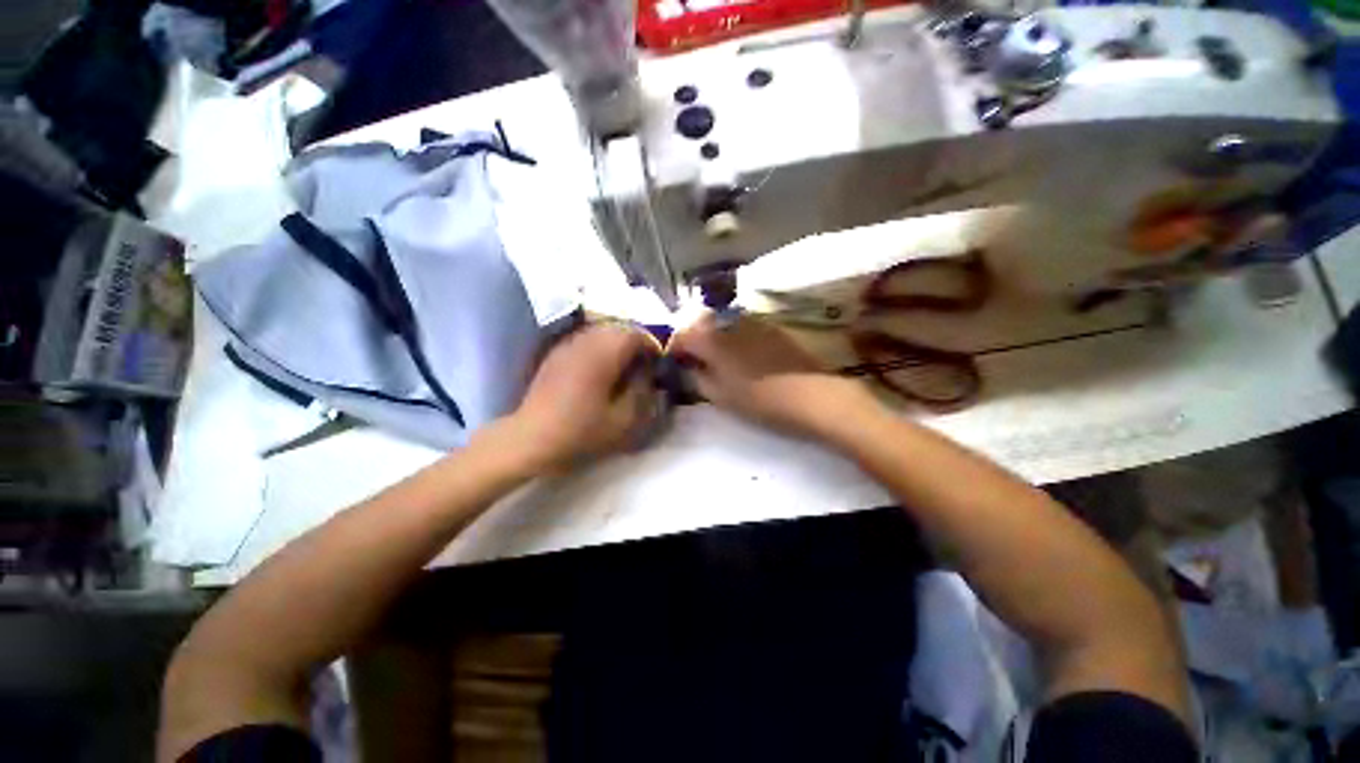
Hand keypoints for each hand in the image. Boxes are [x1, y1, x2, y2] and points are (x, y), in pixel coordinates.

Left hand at [511, 322, 662, 469]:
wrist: (531, 438)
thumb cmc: (581, 430)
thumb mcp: (623, 419)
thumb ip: (642, 391)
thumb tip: (648, 373)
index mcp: (604, 354)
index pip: (637, 334)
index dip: (652, 346)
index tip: (657, 364)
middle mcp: (586, 341)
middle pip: (619, 328)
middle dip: (635, 343)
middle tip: (642, 365)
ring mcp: (568, 345)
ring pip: (601, 331)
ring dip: (617, 344)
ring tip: (623, 366)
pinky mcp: (556, 353)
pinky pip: (585, 339)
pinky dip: (599, 348)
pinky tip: (599, 369)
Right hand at [668, 314, 872, 437]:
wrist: (811, 396)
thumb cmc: (760, 400)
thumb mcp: (720, 396)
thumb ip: (698, 379)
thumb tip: (689, 369)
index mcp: (712, 339)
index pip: (682, 334)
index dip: (675, 348)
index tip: (676, 362)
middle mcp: (730, 322)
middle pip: (701, 323)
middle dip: (693, 339)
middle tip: (694, 360)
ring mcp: (753, 322)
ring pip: (723, 323)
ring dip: (713, 337)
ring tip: (717, 359)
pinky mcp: (771, 328)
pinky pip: (743, 327)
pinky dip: (733, 337)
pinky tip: (742, 355)